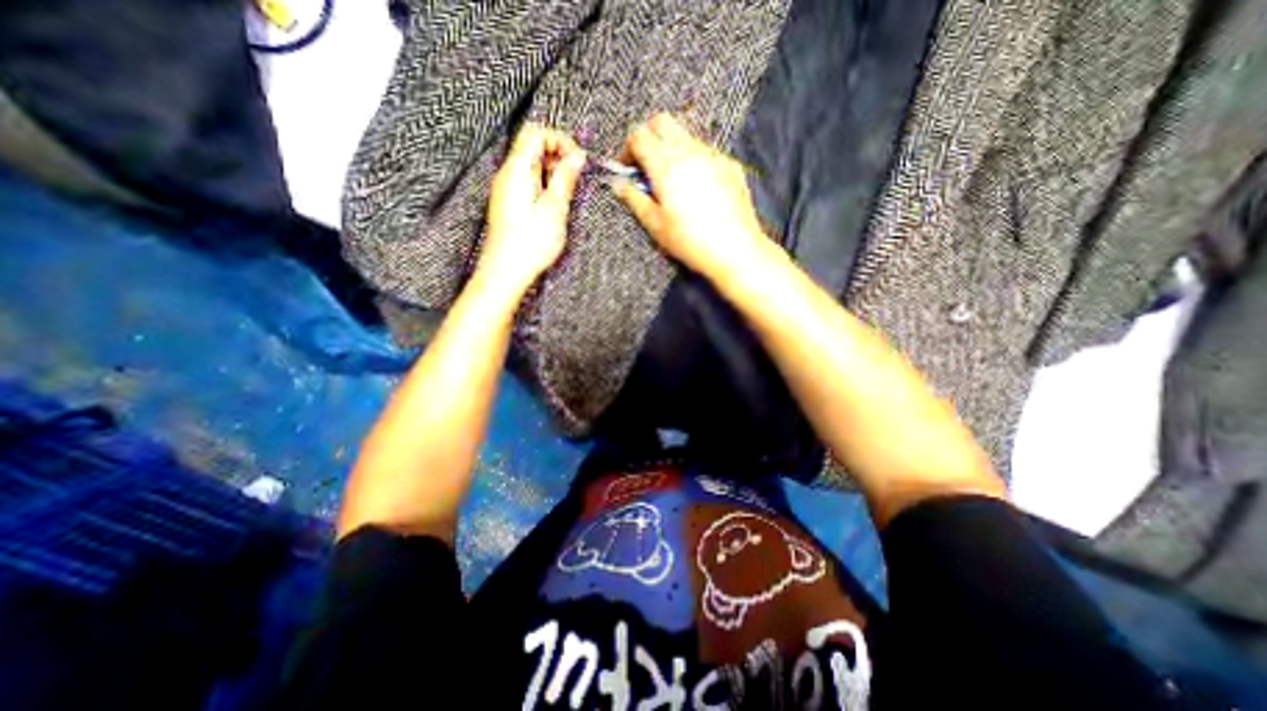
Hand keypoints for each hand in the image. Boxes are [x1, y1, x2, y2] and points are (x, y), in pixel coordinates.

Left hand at [480, 123, 588, 287]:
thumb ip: (566, 179)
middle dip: (558, 159)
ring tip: (564, 200)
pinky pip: (528, 185)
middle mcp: (507, 175)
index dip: (560, 141)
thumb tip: (577, 158)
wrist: (506, 272)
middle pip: (534, 148)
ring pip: (533, 168)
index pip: (536, 133)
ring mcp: (506, 190)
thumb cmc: (528, 245)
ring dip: (553, 177)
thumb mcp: (554, 209)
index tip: (577, 160)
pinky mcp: (509, 204)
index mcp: (517, 171)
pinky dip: (545, 189)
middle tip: (574, 182)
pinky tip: (553, 209)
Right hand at [607, 110, 766, 276]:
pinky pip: (706, 152)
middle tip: (645, 165)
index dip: (627, 149)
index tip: (626, 168)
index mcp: (666, 166)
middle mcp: (690, 152)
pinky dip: (693, 160)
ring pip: (685, 135)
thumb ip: (634, 199)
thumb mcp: (655, 224)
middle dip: (648, 136)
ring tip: (671, 181)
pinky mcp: (730, 165)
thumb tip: (618, 183)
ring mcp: (713, 156)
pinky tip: (696, 188)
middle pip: (662, 121)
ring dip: (671, 148)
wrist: (734, 250)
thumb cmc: (690, 242)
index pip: (639, 136)